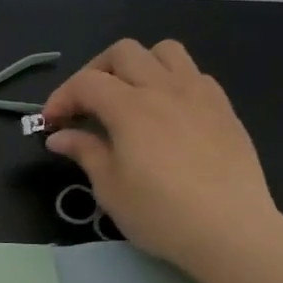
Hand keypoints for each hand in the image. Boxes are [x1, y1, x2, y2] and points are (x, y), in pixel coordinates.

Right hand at [42, 39, 282, 281]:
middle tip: (85, 105)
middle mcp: (164, 89)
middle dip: (95, 72)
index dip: (60, 97)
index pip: (86, 82)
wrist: (231, 231)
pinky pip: (194, 74)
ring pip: (164, 51)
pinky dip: (170, 82)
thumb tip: (59, 136)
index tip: (50, 124)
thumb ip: (85, 152)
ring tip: (128, 97)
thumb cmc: (160, 213)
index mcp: (130, 108)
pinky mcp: (224, 108)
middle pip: (123, 53)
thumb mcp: (110, 188)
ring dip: (138, 66)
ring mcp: (199, 94)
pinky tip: (165, 113)